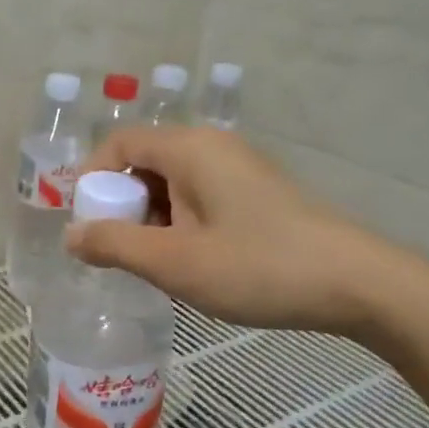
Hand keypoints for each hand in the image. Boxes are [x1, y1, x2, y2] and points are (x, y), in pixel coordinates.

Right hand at [66, 127, 409, 336]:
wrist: (356, 283)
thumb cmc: (257, 266)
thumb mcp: (175, 262)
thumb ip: (115, 246)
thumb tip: (71, 236)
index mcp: (189, 148)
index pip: (119, 144)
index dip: (92, 180)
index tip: (86, 226)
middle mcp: (212, 146)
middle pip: (145, 162)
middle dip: (122, 205)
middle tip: (118, 253)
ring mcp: (238, 167)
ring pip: (173, 183)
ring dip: (152, 219)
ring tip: (155, 266)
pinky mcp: (257, 191)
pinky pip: (200, 196)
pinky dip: (181, 223)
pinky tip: (192, 263)